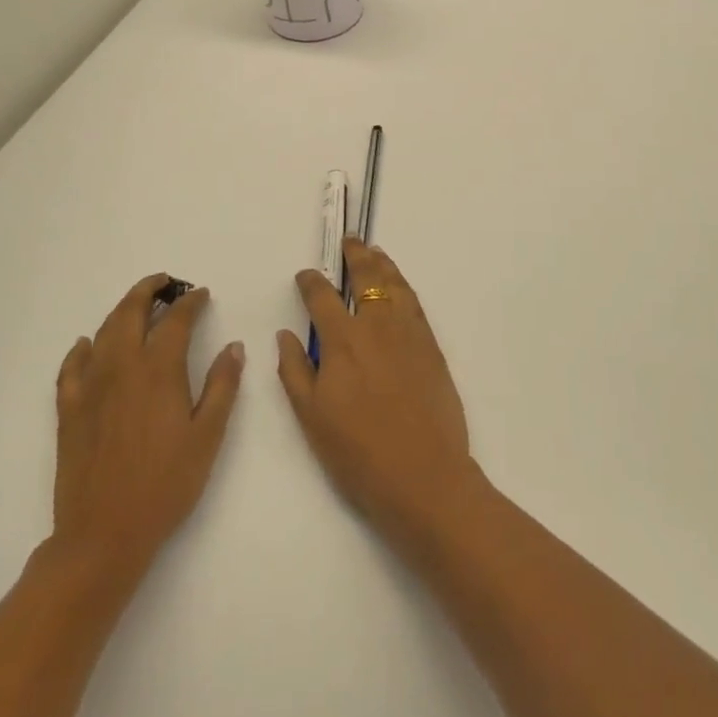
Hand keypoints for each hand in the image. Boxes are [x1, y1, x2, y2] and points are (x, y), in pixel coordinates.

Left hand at [50, 275, 243, 583]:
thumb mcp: (207, 436)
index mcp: (159, 371)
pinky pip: (71, 367)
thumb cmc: (165, 485)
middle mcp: (122, 367)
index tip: (201, 294)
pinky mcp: (69, 410)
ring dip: (120, 311)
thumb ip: (222, 386)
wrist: (103, 534)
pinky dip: (82, 349)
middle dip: (148, 290)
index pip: (176, 320)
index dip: (190, 302)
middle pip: (131, 313)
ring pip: (103, 332)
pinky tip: (87, 345)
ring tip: (136, 305)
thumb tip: (233, 346)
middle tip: (165, 282)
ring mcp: (90, 387)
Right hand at [278, 241, 479, 547]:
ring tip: (375, 252)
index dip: (311, 281)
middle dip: (355, 256)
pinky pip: (415, 304)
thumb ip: (296, 370)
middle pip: (366, 277)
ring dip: (383, 264)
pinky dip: (404, 286)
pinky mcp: (432, 346)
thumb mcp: (312, 418)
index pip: (322, 297)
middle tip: (350, 241)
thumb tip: (286, 334)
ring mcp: (409, 333)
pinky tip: (399, 287)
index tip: (306, 275)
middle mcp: (377, 325)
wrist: (424, 475)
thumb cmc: (359, 453)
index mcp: (343, 341)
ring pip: (395, 284)